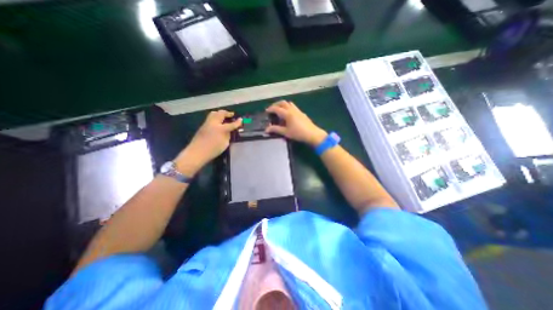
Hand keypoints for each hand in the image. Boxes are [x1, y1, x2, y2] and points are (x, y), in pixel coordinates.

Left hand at [175, 110, 239, 175]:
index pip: (231, 124)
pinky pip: (210, 118)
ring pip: (214, 113)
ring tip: (224, 117)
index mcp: (221, 129)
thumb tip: (229, 131)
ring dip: (220, 113)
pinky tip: (217, 122)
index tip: (241, 119)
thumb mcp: (225, 144)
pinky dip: (215, 117)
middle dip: (227, 113)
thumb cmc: (213, 150)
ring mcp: (207, 123)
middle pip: (221, 113)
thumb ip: (227, 135)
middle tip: (231, 115)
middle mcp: (213, 123)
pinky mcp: (202, 126)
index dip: (237, 122)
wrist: (197, 153)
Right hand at [266, 101, 325, 145]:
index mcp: (287, 114)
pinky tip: (289, 115)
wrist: (312, 134)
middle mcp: (292, 110)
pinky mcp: (302, 113)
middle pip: (283, 103)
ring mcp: (298, 111)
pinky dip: (289, 108)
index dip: (270, 109)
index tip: (266, 111)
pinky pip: (294, 107)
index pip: (277, 109)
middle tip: (272, 109)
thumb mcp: (286, 132)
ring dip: (283, 105)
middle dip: (276, 104)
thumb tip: (266, 129)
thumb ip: (276, 129)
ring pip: (289, 103)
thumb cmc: (298, 133)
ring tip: (280, 111)